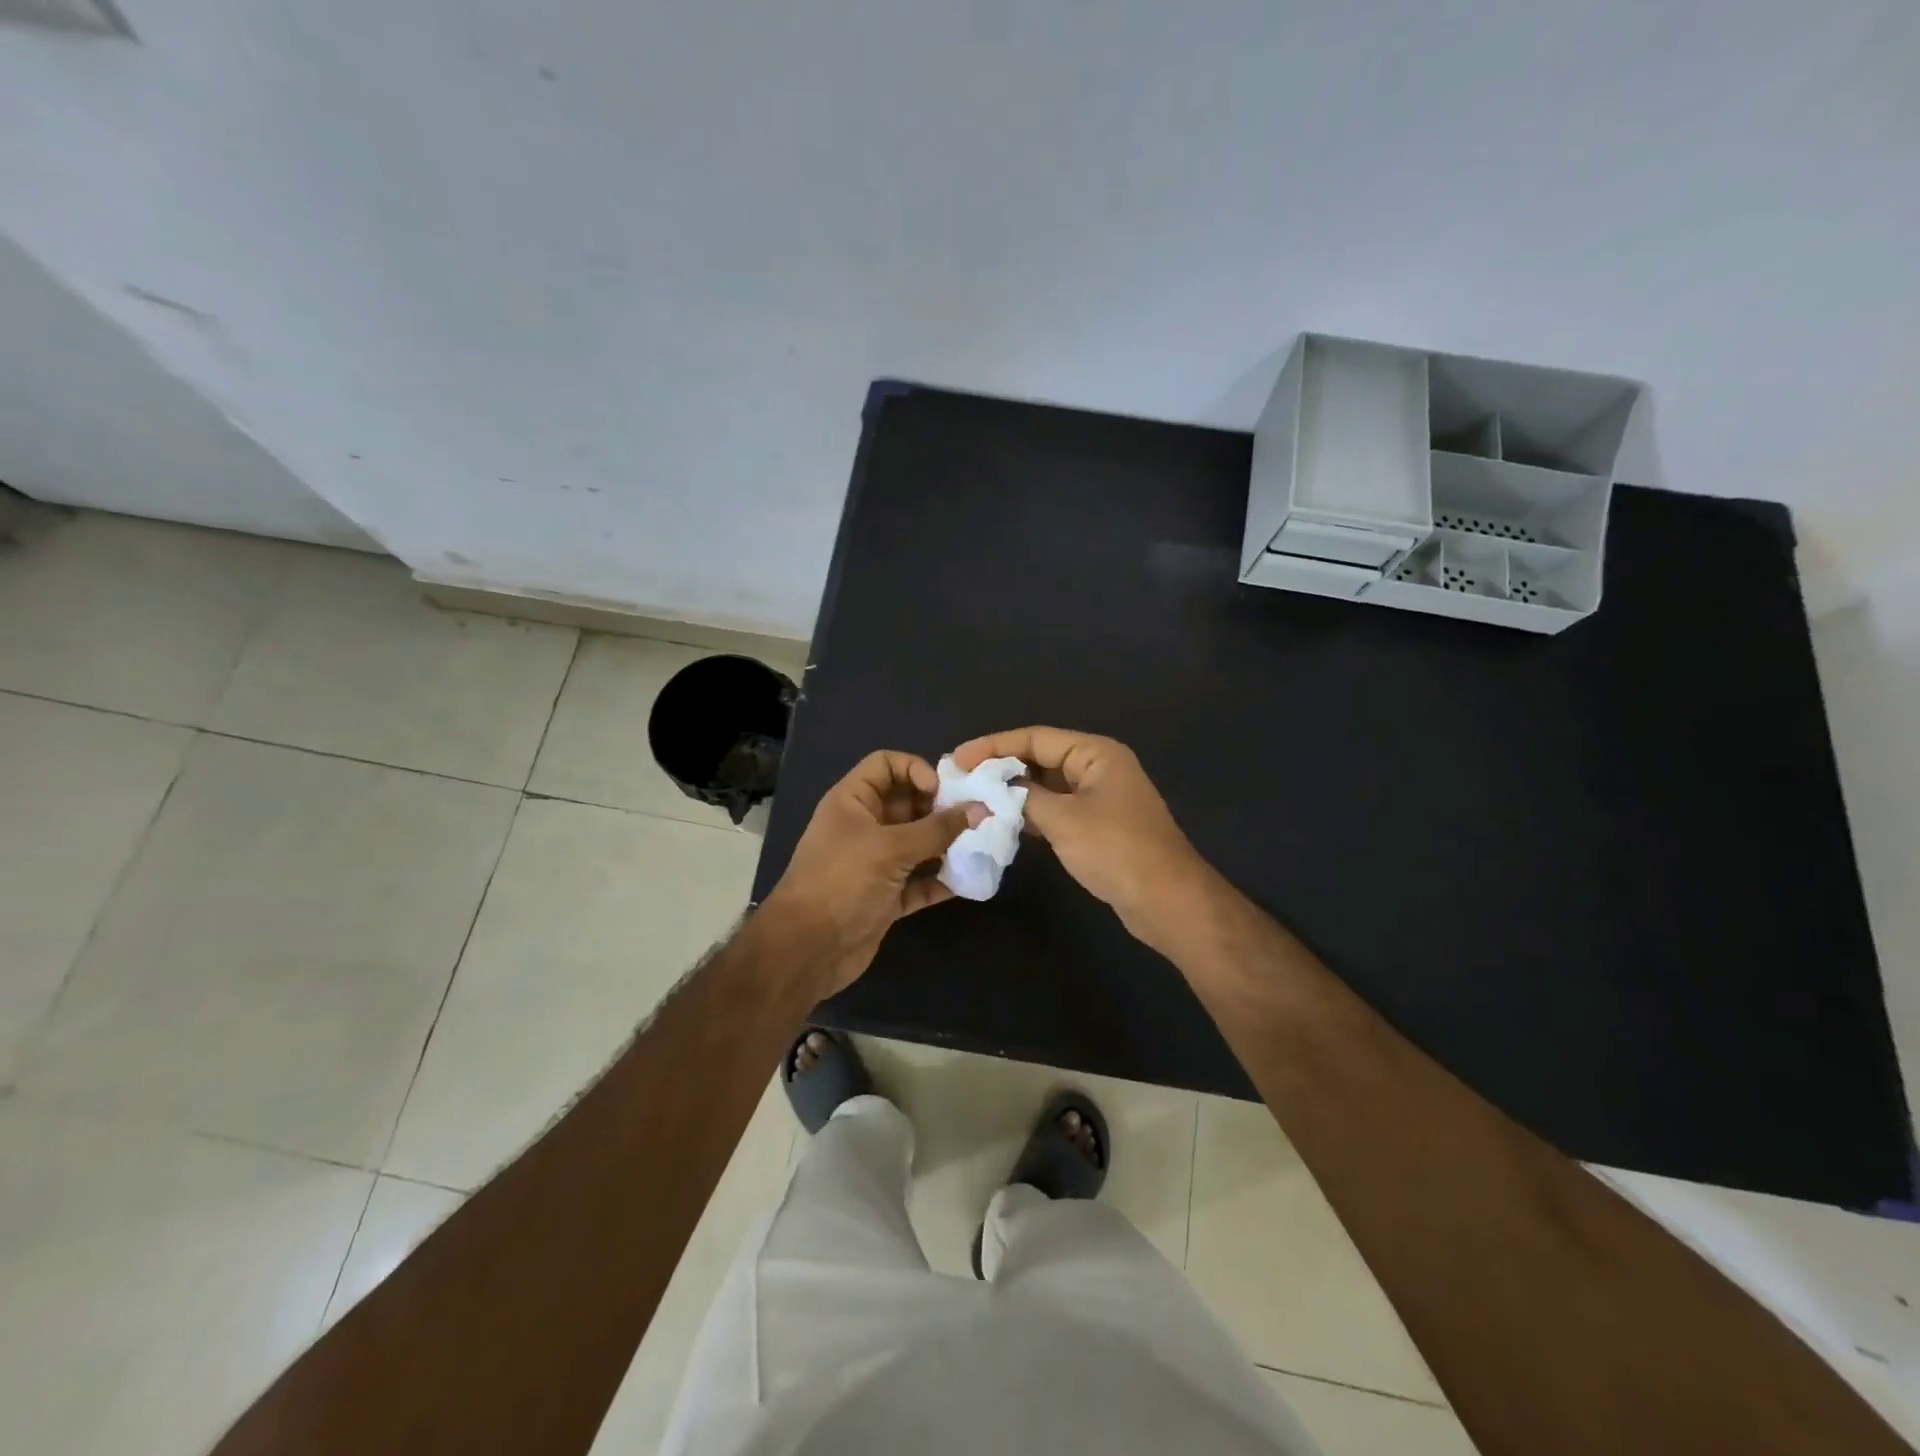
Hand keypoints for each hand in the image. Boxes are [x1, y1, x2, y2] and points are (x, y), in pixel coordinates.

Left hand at [760, 750, 976, 997]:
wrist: (808, 949)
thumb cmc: (843, 882)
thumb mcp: (891, 848)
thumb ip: (937, 829)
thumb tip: (979, 809)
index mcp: (853, 801)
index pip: (886, 765)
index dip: (916, 769)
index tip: (942, 792)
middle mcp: (864, 827)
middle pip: (908, 804)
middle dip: (941, 810)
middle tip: (975, 820)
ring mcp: (875, 863)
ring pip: (917, 844)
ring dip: (946, 846)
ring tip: (981, 847)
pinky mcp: (886, 897)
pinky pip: (919, 881)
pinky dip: (940, 880)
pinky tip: (969, 880)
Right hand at [951, 727, 1209, 946]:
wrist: (1166, 899)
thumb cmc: (1115, 850)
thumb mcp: (1063, 819)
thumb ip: (1023, 799)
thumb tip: (993, 791)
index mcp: (1095, 753)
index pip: (1035, 738)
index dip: (993, 746)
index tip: (958, 759)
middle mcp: (1098, 767)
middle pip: (1040, 758)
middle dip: (1001, 768)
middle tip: (961, 780)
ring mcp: (1099, 797)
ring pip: (1047, 785)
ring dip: (1014, 792)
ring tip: (974, 799)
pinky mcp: (1097, 825)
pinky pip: (1056, 808)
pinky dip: (1031, 813)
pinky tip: (1003, 821)